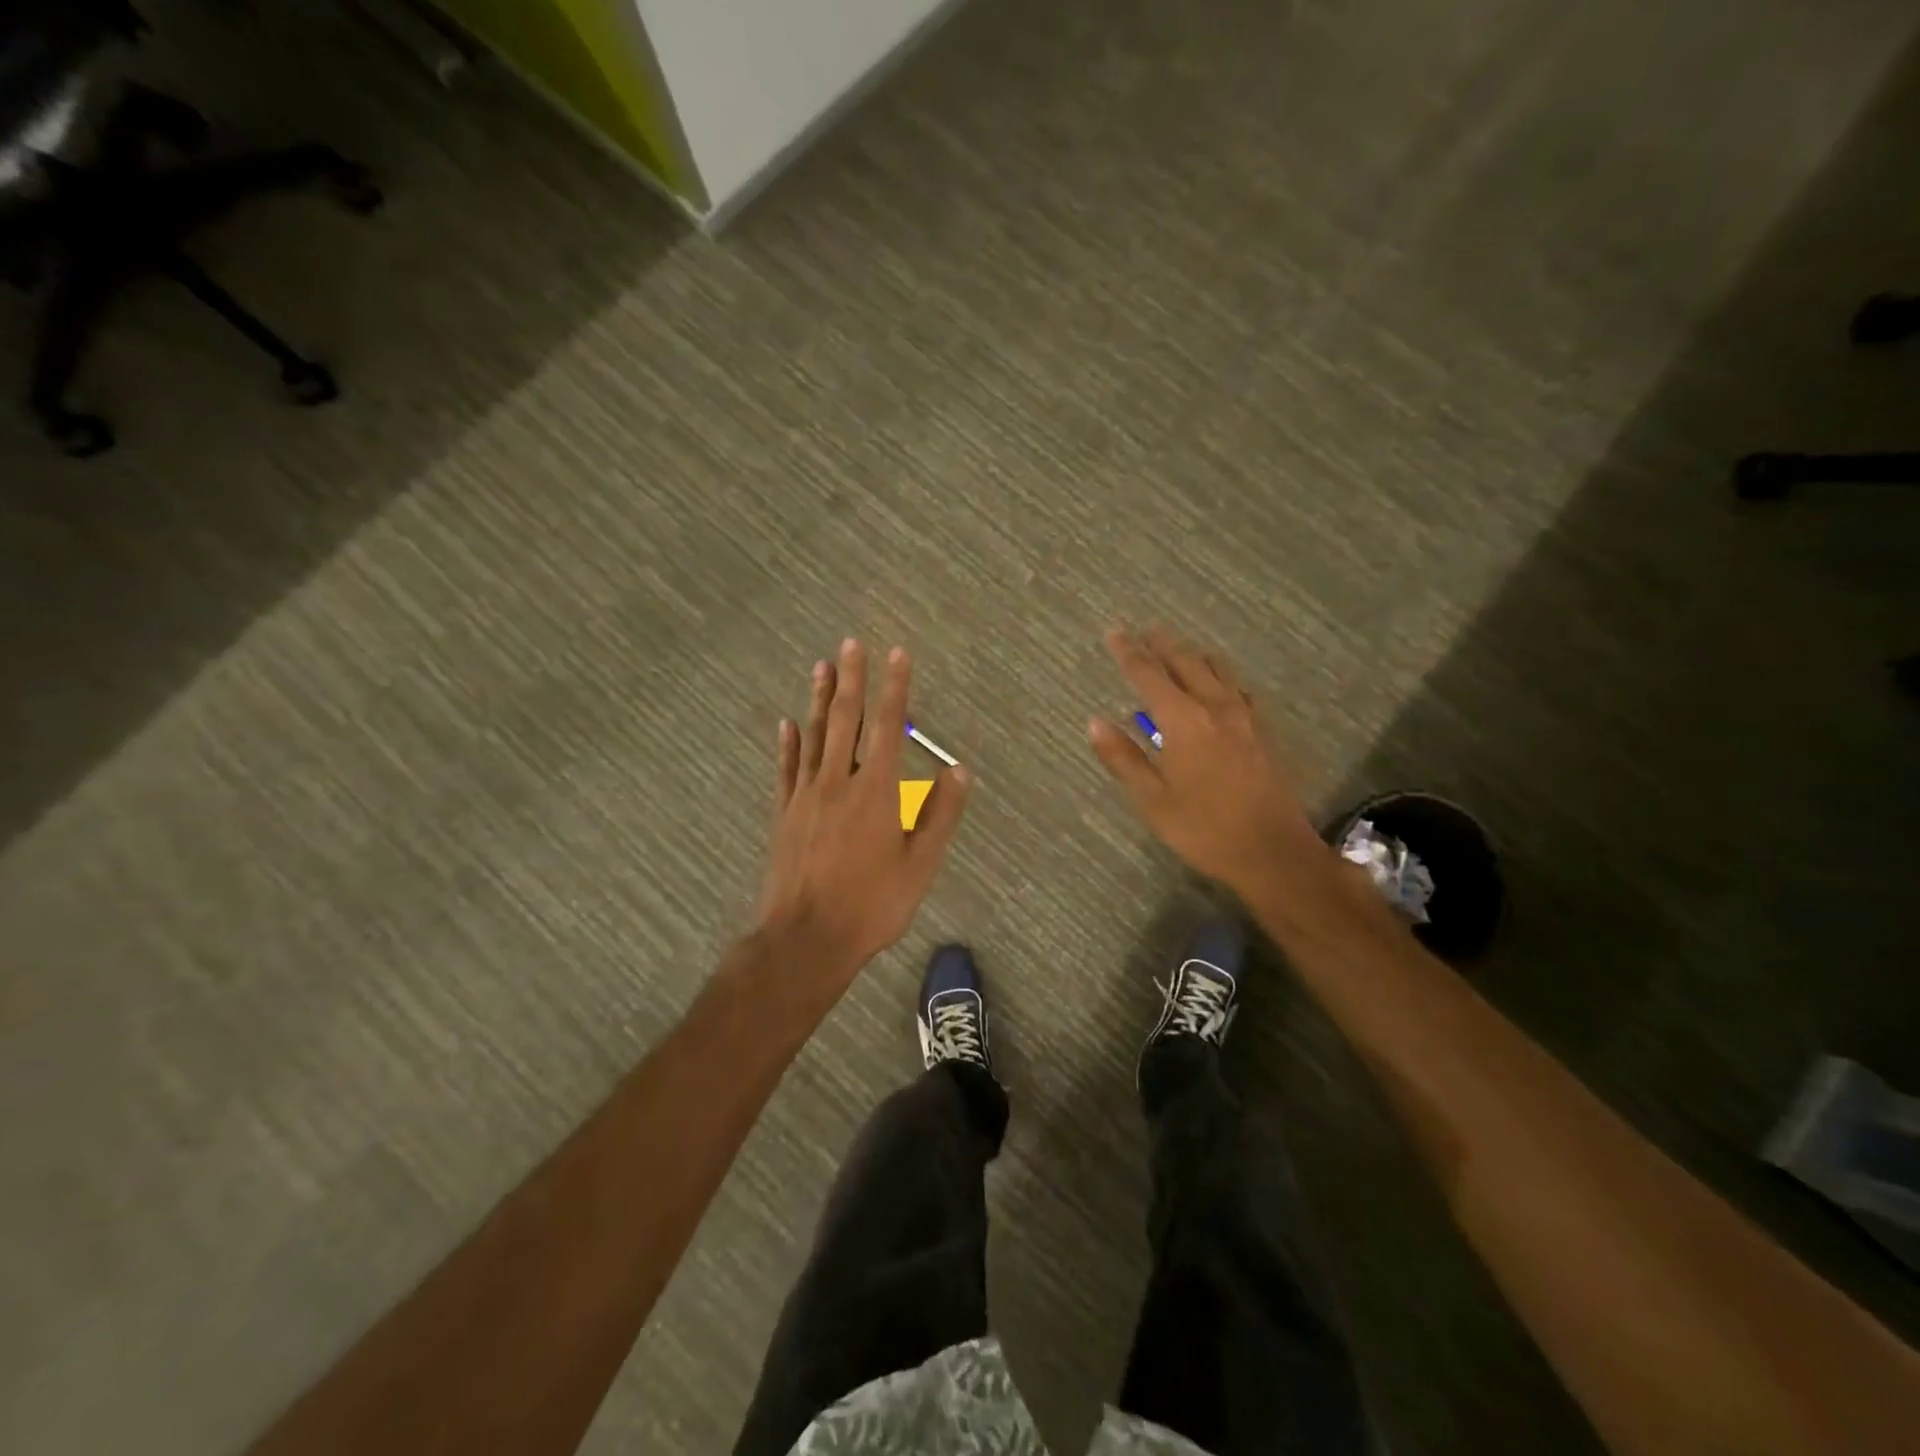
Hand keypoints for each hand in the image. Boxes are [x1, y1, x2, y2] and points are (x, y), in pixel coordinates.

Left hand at [755, 639, 971, 984]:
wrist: (806, 939)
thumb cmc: (871, 905)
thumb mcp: (920, 865)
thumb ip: (940, 814)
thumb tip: (959, 769)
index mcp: (876, 791)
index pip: (888, 727)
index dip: (895, 688)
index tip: (897, 654)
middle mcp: (838, 782)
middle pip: (845, 720)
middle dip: (852, 679)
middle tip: (851, 643)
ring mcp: (805, 796)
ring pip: (813, 736)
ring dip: (819, 700)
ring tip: (821, 667)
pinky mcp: (784, 814)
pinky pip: (786, 769)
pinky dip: (788, 744)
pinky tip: (786, 724)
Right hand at [1087, 625, 1319, 895]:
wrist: (1273, 851)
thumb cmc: (1204, 828)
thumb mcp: (1152, 799)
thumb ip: (1123, 758)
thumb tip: (1094, 722)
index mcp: (1184, 721)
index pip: (1149, 675)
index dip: (1129, 652)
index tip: (1113, 632)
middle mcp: (1216, 708)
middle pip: (1187, 662)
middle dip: (1163, 644)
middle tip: (1146, 630)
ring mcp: (1245, 717)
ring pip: (1218, 670)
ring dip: (1194, 655)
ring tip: (1178, 648)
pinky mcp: (1263, 731)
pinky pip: (1237, 687)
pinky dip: (1220, 674)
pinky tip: (1219, 684)